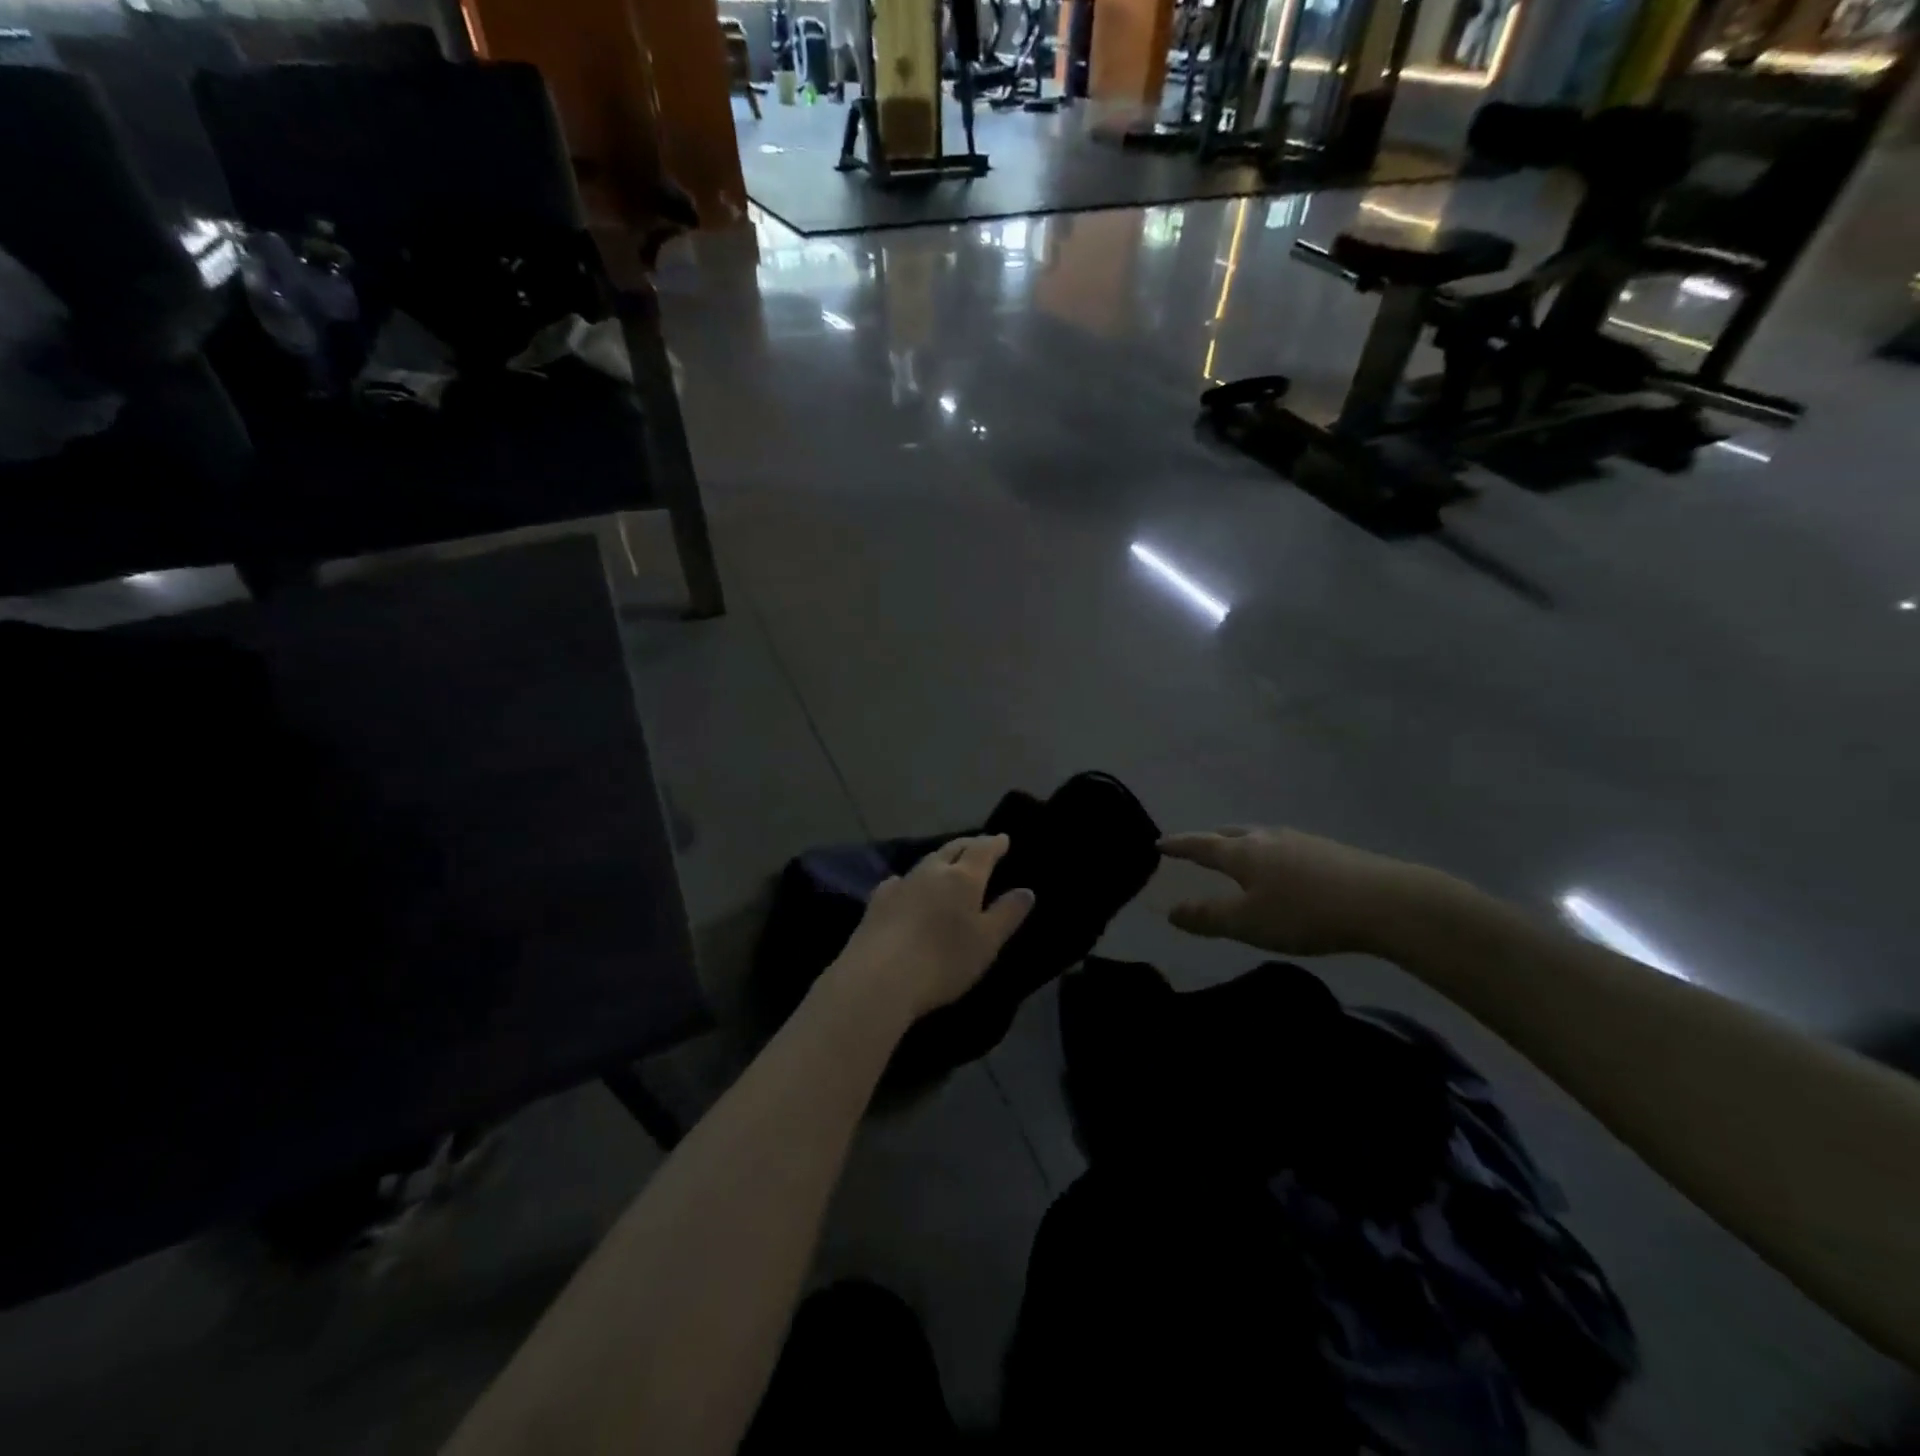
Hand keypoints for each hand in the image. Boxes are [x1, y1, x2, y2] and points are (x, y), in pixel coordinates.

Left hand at [829, 834, 1035, 1022]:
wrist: (879, 978)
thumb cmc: (943, 961)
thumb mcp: (987, 942)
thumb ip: (1007, 914)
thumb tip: (1026, 890)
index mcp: (963, 878)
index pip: (983, 850)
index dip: (995, 843)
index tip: (1003, 838)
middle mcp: (931, 872)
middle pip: (952, 849)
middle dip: (968, 845)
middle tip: (979, 845)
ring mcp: (901, 884)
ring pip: (926, 862)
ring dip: (940, 859)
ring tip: (947, 864)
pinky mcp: (877, 902)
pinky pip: (899, 881)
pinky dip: (911, 880)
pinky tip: (905, 886)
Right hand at [1158, 826, 1448, 957]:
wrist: (1385, 901)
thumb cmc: (1305, 912)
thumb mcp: (1248, 922)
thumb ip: (1207, 917)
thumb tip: (1170, 911)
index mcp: (1242, 852)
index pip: (1200, 845)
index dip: (1178, 845)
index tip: (1158, 842)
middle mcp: (1267, 837)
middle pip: (1230, 834)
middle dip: (1209, 841)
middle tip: (1196, 849)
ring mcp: (1301, 840)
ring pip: (1259, 838)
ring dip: (1241, 846)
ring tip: (1237, 859)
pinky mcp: (1328, 851)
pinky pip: (1284, 847)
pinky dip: (1269, 855)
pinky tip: (1282, 871)